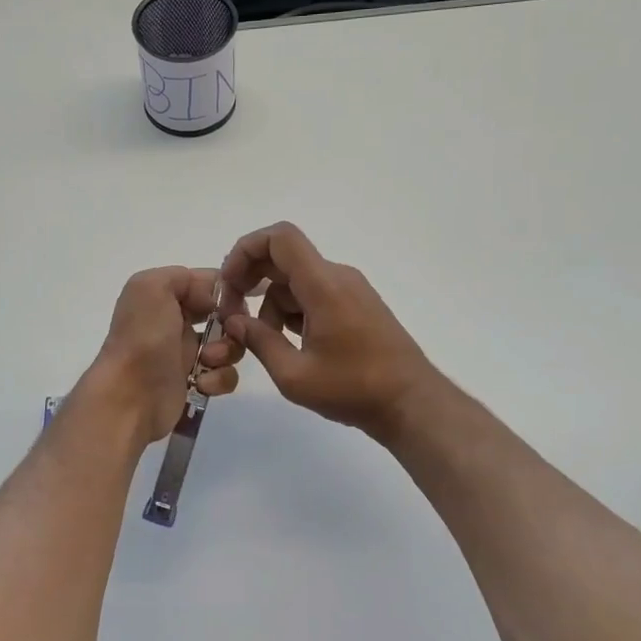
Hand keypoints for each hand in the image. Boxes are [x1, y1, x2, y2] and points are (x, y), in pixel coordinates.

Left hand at [86, 267, 243, 444]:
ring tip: (207, 361)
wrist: (130, 397)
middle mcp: (174, 323)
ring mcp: (186, 355)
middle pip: (224, 315)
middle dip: (233, 323)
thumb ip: (182, 277)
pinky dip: (219, 379)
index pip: (207, 284)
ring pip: (228, 345)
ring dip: (227, 352)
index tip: (235, 304)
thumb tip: (211, 298)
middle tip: (229, 333)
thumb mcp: (151, 288)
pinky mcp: (196, 384)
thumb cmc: (143, 339)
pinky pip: (223, 375)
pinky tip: (202, 384)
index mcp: (164, 297)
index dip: (227, 292)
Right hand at [221, 222, 437, 440]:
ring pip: (296, 281)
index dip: (245, 250)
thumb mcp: (294, 375)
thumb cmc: (353, 389)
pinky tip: (289, 344)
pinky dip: (293, 311)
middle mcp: (337, 277)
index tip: (229, 284)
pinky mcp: (356, 305)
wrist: (411, 403)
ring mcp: (349, 290)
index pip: (279, 238)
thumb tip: (234, 320)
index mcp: (323, 285)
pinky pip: (314, 294)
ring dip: (271, 304)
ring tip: (265, 342)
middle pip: (283, 258)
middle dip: (251, 280)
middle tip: (234, 314)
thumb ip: (259, 341)